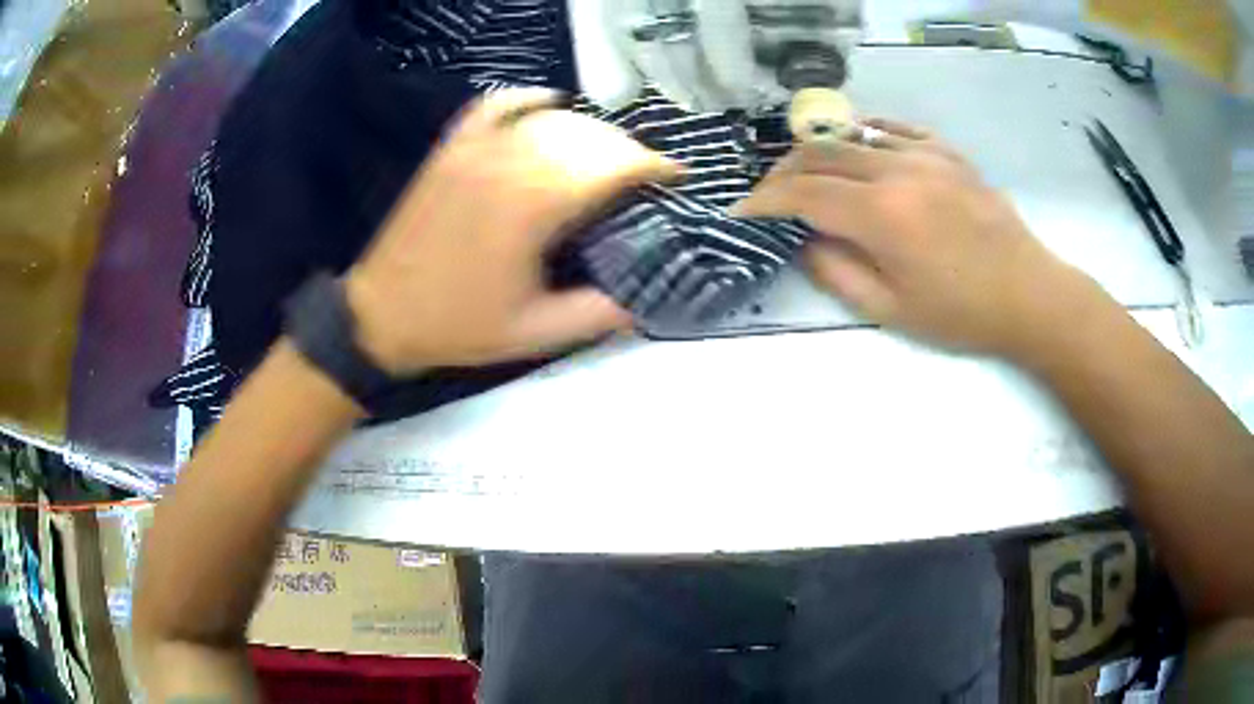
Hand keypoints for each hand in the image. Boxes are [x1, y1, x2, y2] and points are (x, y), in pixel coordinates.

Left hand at [345, 89, 677, 373]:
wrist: (381, 313)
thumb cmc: (457, 324)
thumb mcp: (533, 334)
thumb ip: (595, 314)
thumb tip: (644, 301)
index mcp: (533, 206)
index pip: (611, 163)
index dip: (653, 164)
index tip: (676, 176)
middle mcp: (509, 163)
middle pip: (588, 136)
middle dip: (628, 150)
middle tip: (644, 176)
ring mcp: (476, 149)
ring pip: (551, 118)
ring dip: (590, 130)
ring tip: (607, 154)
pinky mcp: (453, 148)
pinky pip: (497, 104)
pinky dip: (529, 98)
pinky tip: (549, 103)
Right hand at [737, 118, 1092, 355]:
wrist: (1029, 294)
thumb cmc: (962, 313)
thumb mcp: (892, 310)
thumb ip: (836, 272)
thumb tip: (803, 240)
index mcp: (882, 214)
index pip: (804, 194)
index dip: (765, 201)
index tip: (742, 212)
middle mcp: (897, 169)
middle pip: (820, 153)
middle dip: (783, 172)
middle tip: (769, 194)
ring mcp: (924, 153)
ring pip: (852, 135)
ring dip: (819, 152)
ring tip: (807, 173)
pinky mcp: (946, 151)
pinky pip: (893, 128)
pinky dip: (864, 133)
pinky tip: (857, 145)